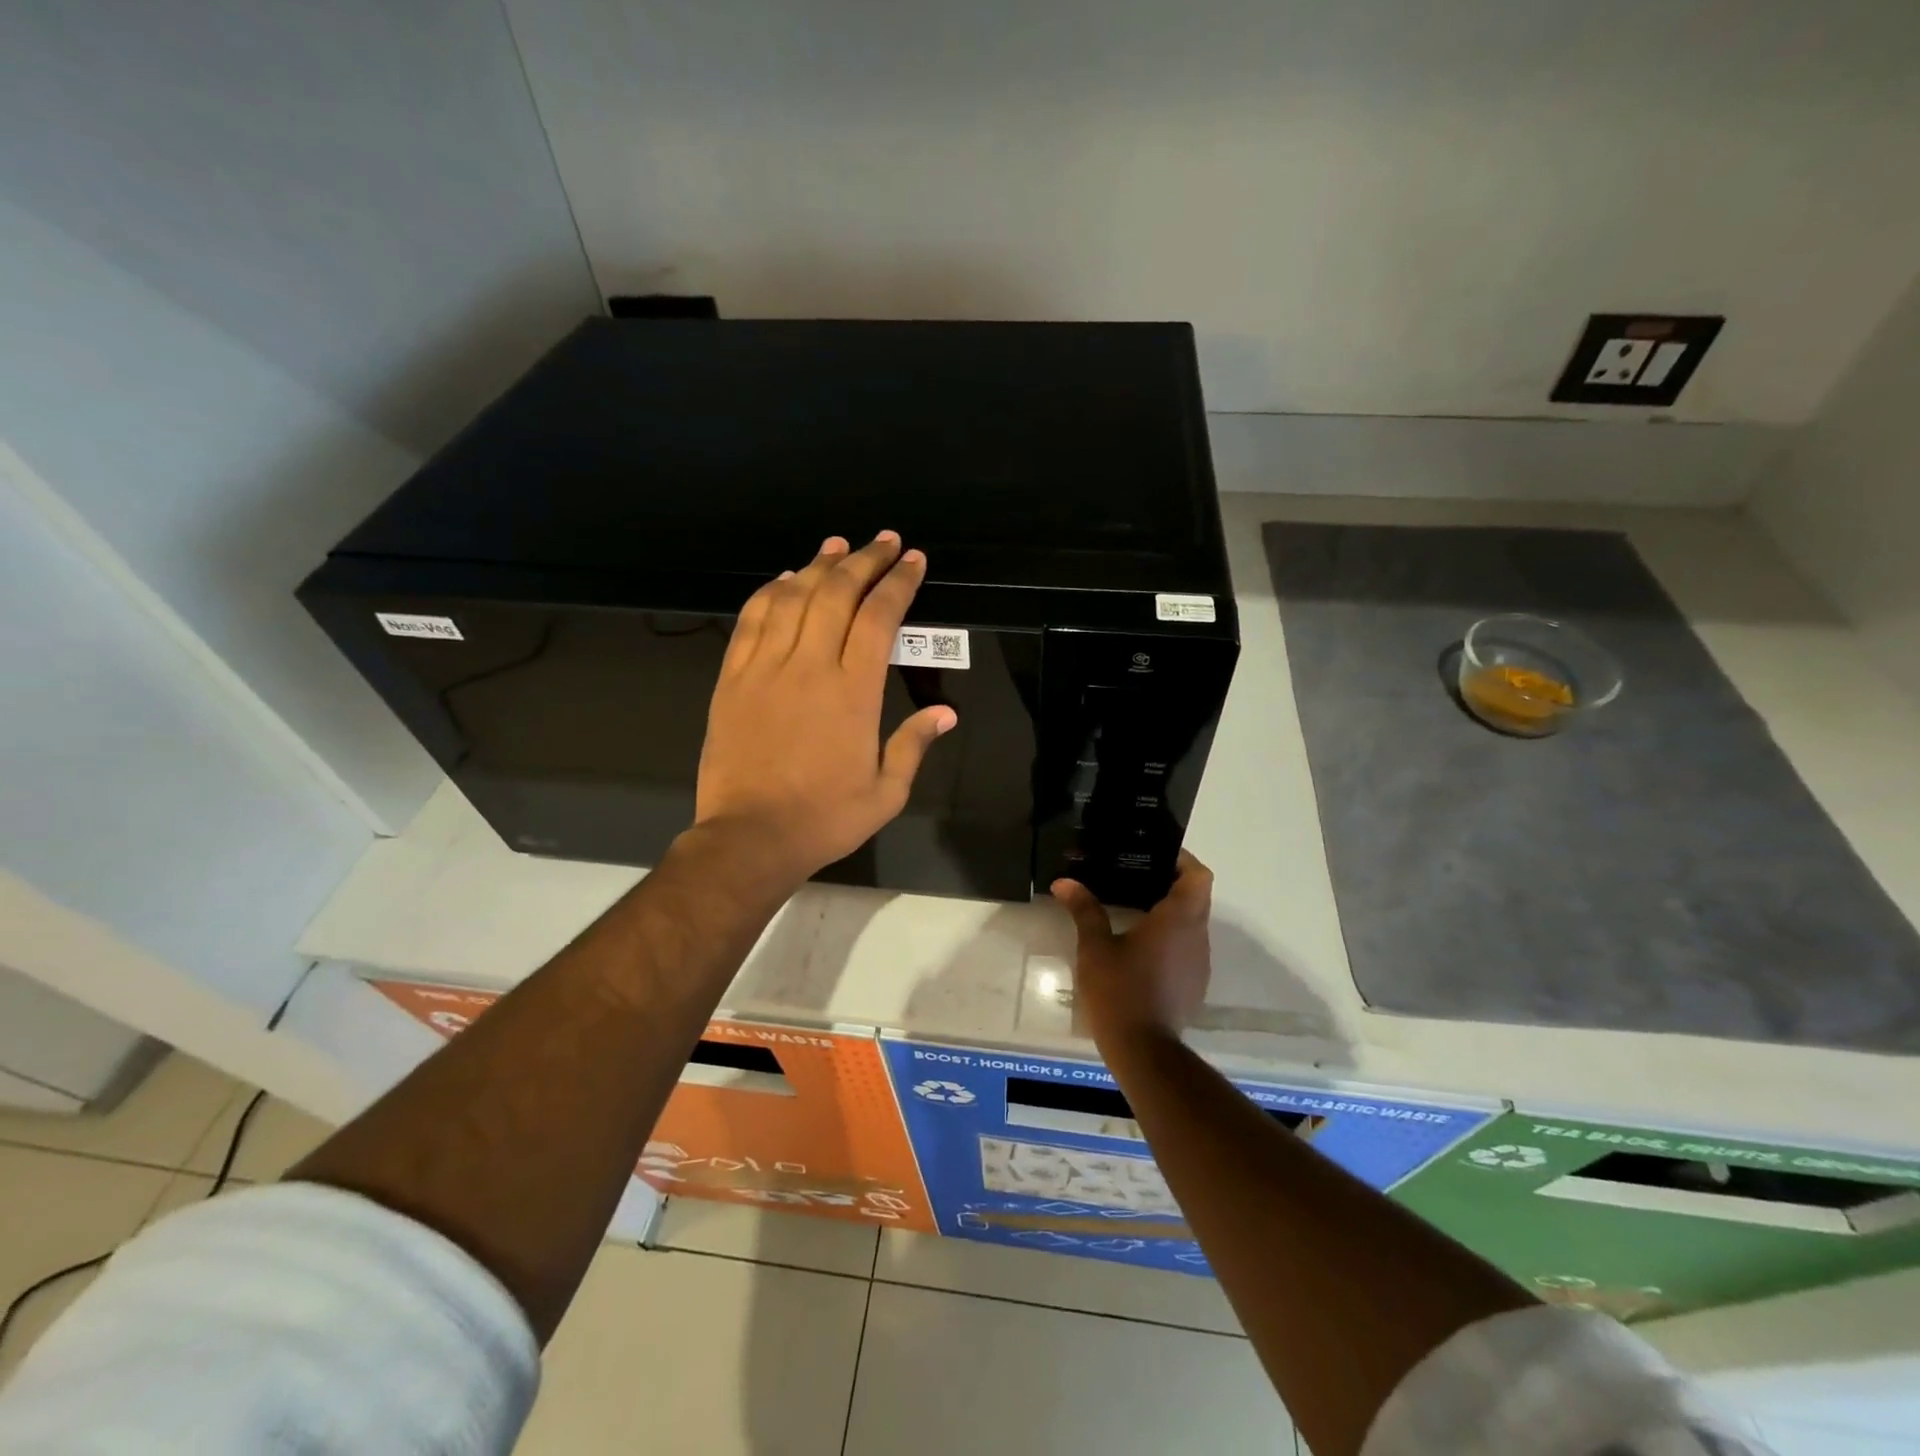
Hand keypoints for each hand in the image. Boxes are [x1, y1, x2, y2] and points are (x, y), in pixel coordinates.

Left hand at [694, 531, 956, 884]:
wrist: (749, 838)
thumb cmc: (824, 818)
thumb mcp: (886, 793)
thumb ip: (915, 745)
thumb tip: (946, 712)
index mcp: (854, 692)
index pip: (880, 617)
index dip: (898, 582)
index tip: (913, 560)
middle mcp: (810, 666)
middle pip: (837, 593)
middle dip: (864, 560)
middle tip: (883, 541)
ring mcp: (766, 668)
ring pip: (793, 597)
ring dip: (818, 565)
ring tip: (838, 545)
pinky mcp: (733, 677)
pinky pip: (752, 619)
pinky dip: (772, 591)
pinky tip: (786, 579)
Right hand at [1052, 853, 1213, 1042]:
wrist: (1144, 1050)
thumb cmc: (1120, 990)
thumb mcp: (1095, 947)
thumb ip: (1084, 910)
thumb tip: (1064, 882)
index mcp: (1179, 919)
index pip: (1198, 875)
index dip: (1182, 860)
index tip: (1154, 855)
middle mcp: (1197, 936)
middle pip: (1196, 896)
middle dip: (1169, 882)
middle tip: (1134, 875)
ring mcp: (1199, 961)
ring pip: (1192, 923)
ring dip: (1170, 911)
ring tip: (1133, 905)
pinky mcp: (1194, 983)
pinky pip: (1187, 946)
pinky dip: (1170, 937)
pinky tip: (1140, 945)